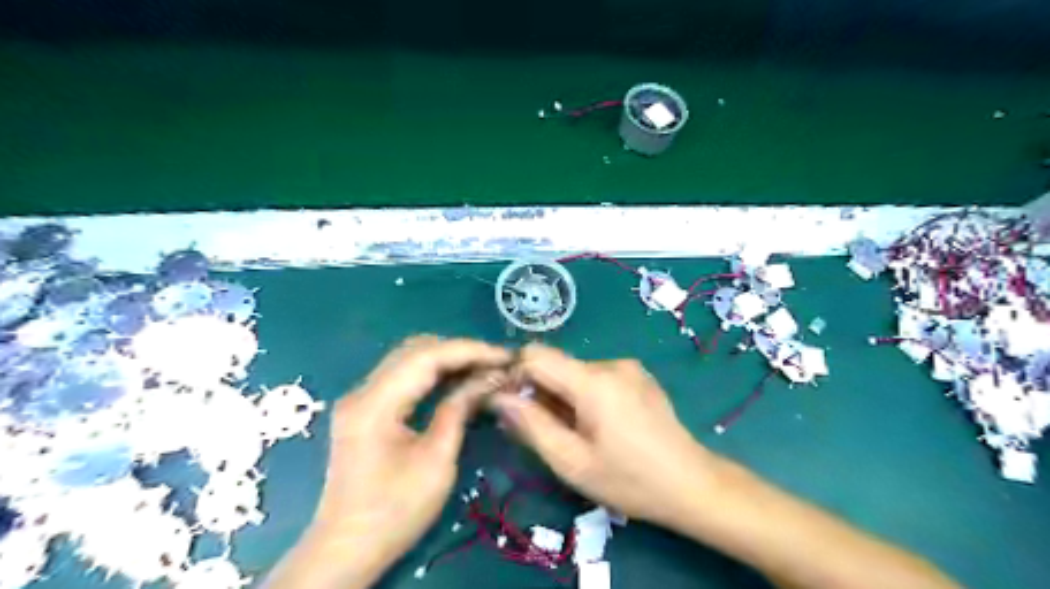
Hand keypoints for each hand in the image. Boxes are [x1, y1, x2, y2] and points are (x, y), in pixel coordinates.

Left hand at [300, 337, 508, 584]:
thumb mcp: (437, 461)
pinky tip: (458, 381)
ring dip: (448, 359)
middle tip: (497, 363)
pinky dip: (433, 374)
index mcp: (376, 403)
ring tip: (484, 368)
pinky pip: (403, 376)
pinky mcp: (365, 409)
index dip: (470, 350)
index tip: (506, 356)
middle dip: (460, 351)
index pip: (427, 356)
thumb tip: (489, 378)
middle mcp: (362, 390)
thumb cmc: (395, 512)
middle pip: (416, 349)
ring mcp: (361, 398)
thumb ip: (459, 410)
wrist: (346, 550)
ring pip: (409, 359)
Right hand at [489, 344, 712, 526]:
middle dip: (541, 393)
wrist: (692, 484)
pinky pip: (596, 377)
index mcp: (593, 381)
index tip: (513, 407)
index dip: (515, 375)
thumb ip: (531, 425)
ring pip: (575, 373)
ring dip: (564, 397)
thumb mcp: (571, 462)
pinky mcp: (638, 375)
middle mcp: (610, 363)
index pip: (536, 355)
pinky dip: (585, 396)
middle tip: (547, 432)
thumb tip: (499, 397)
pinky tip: (601, 426)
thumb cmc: (629, 480)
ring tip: (578, 434)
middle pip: (557, 365)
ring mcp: (628, 367)